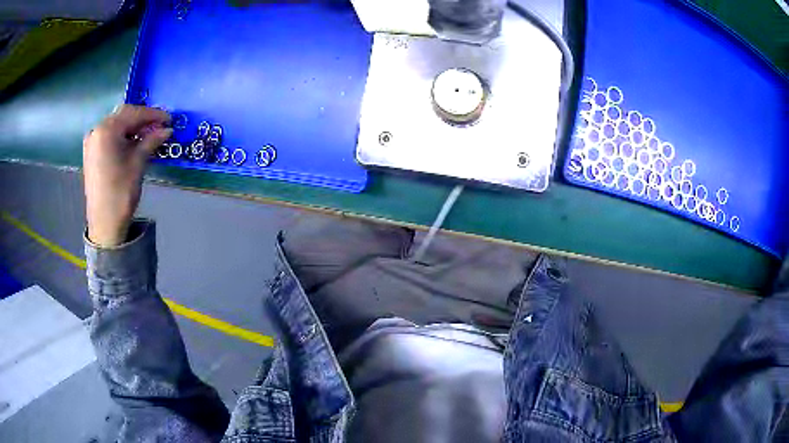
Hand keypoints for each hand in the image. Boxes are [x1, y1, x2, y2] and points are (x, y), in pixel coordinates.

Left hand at [83, 105, 171, 246]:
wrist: (104, 224)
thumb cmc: (121, 193)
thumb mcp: (138, 163)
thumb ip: (151, 141)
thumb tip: (166, 129)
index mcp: (107, 130)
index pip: (134, 113)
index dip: (153, 115)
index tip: (169, 120)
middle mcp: (97, 130)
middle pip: (123, 115)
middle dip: (142, 119)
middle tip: (159, 126)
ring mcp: (92, 141)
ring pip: (115, 125)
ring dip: (132, 127)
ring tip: (147, 135)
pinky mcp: (91, 153)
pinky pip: (108, 136)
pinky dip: (121, 135)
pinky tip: (132, 143)